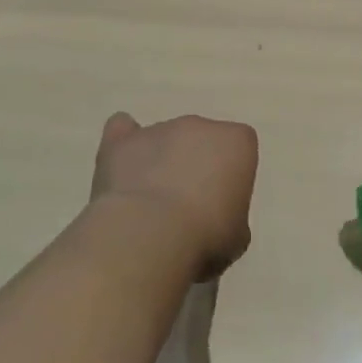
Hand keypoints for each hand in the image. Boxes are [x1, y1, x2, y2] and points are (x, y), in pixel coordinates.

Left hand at [90, 112, 257, 279]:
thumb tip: (215, 220)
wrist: (150, 236)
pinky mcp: (121, 141)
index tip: (223, 202)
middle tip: (187, 206)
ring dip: (161, 162)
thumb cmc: (206, 236)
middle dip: (195, 165)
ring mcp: (158, 129)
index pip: (240, 147)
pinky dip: (124, 145)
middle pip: (201, 139)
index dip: (231, 174)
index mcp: (236, 142)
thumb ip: (231, 215)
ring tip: (149, 204)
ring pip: (164, 139)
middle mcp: (199, 126)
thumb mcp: (237, 236)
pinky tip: (122, 167)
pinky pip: (122, 130)